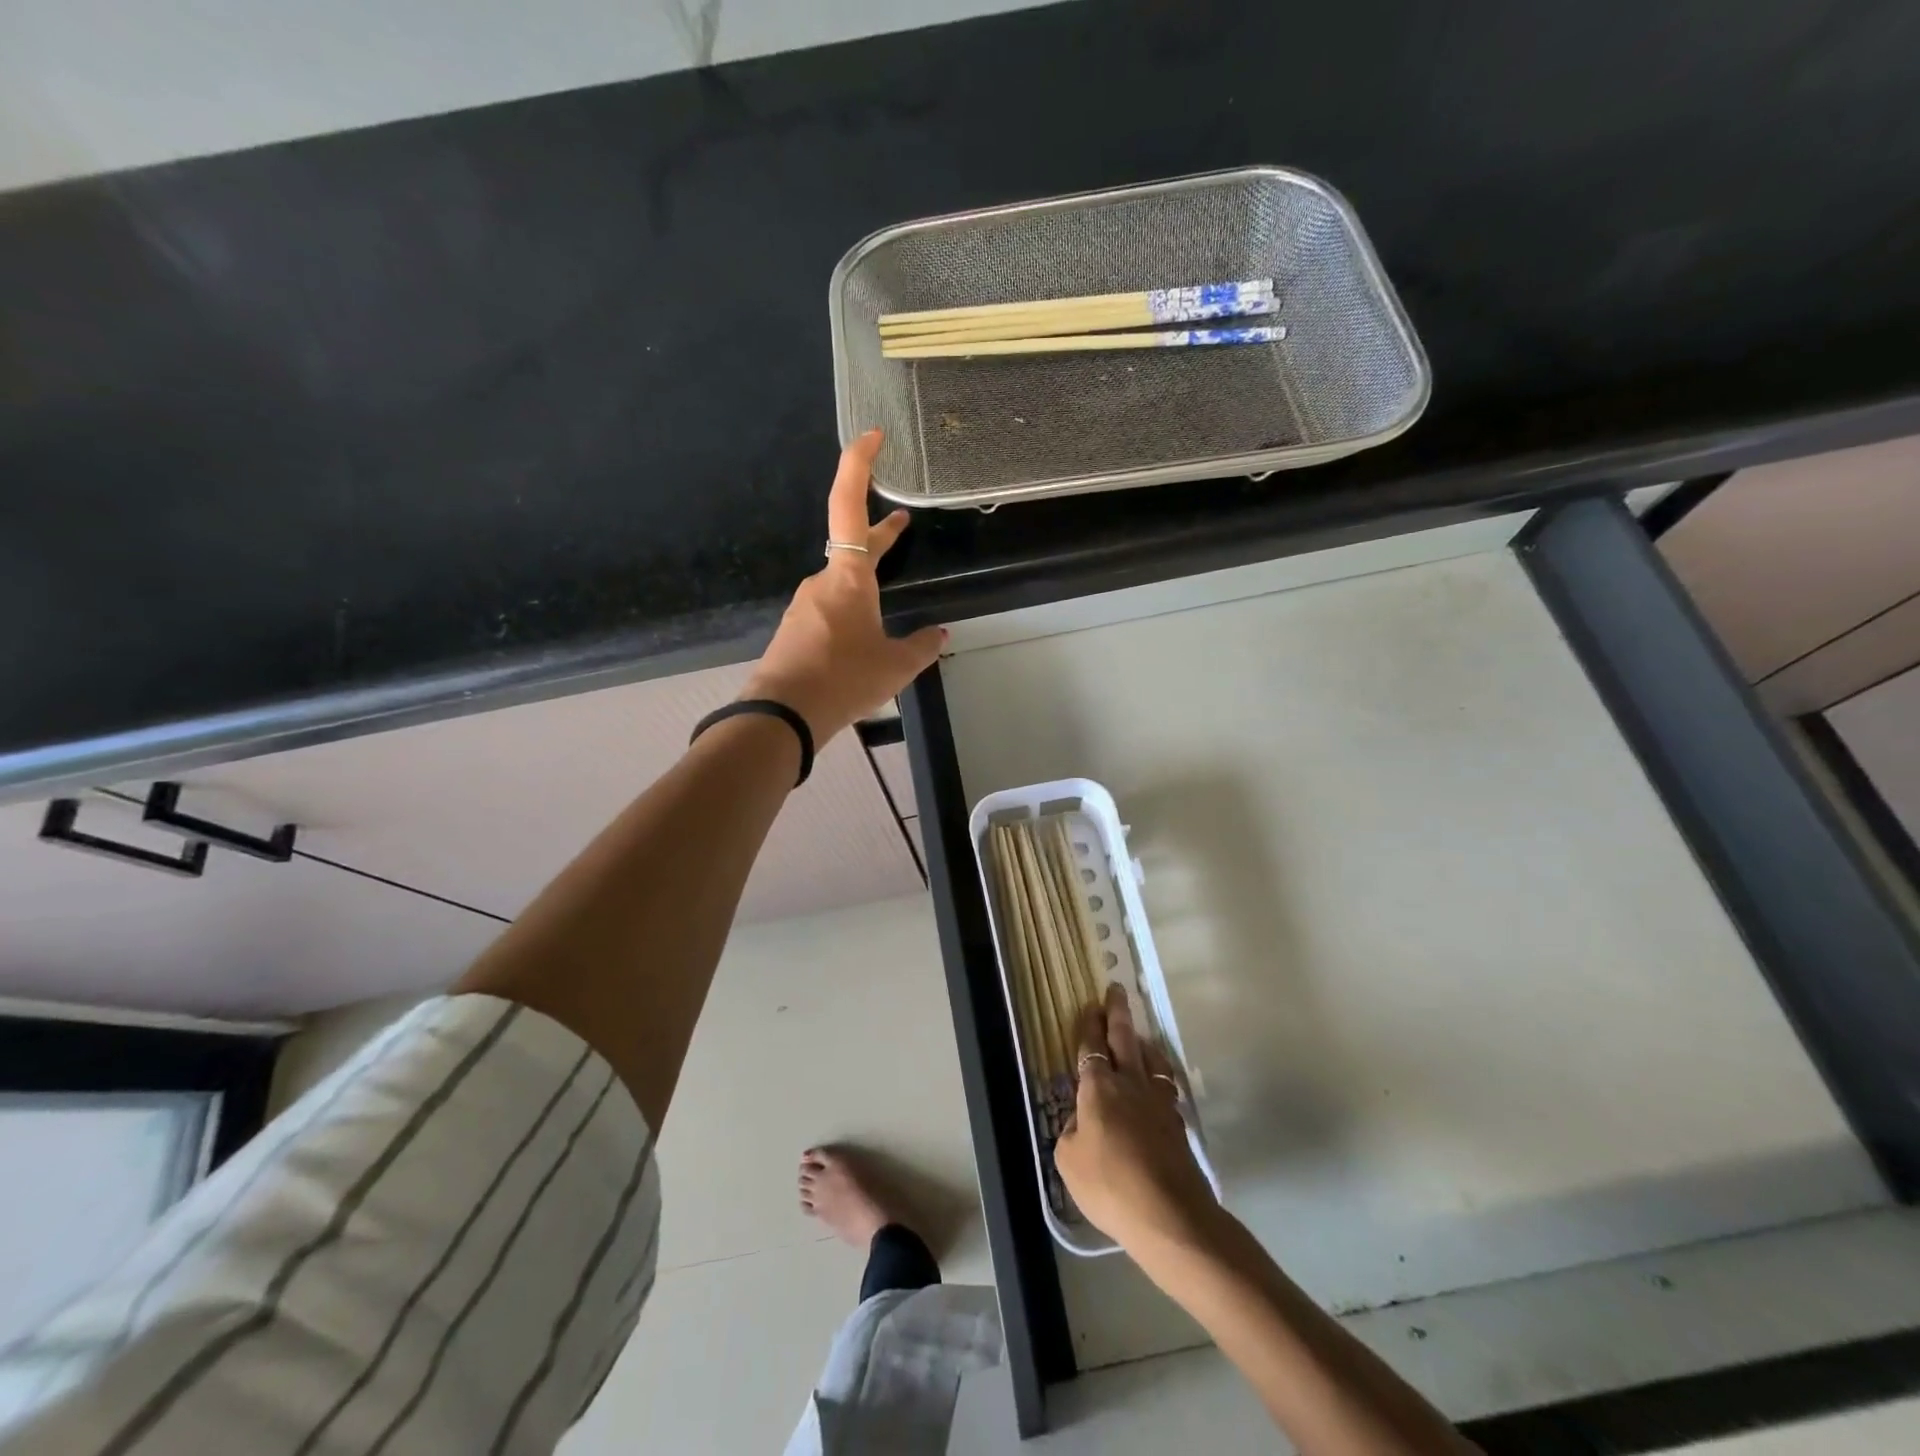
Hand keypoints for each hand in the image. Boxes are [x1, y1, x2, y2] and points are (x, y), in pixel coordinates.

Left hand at [743, 429, 945, 744]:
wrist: (782, 715)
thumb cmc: (844, 679)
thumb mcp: (895, 666)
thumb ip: (921, 647)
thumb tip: (938, 635)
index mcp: (849, 578)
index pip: (849, 506)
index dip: (858, 465)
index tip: (871, 436)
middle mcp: (823, 583)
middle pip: (851, 547)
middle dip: (879, 536)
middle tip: (900, 523)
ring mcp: (805, 607)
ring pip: (842, 585)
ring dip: (866, 584)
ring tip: (888, 607)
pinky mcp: (796, 631)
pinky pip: (829, 613)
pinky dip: (851, 614)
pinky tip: (861, 642)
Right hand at [1055, 983, 1223, 1257]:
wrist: (1171, 1215)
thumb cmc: (1110, 1186)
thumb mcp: (1069, 1162)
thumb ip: (1071, 1133)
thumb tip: (1082, 1122)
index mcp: (1098, 1088)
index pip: (1091, 1047)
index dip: (1088, 1025)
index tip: (1088, 1006)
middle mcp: (1130, 1083)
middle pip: (1124, 1038)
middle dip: (1117, 1012)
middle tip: (1116, 990)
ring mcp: (1158, 1101)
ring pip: (1150, 1058)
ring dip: (1142, 1041)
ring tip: (1139, 1034)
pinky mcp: (1177, 1122)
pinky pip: (1164, 1084)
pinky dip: (1158, 1073)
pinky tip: (1156, 1081)